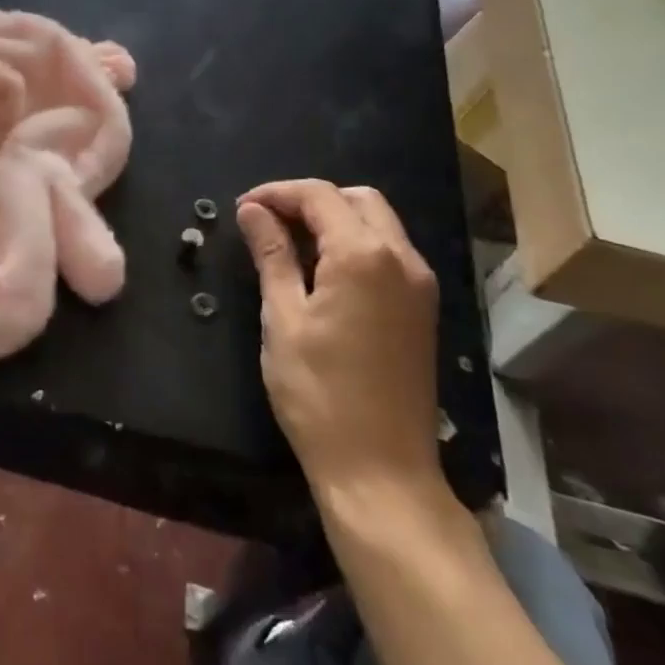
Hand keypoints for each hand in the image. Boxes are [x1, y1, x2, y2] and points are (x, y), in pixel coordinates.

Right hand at [237, 180, 443, 509]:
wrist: (381, 470)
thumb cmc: (319, 393)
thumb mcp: (283, 317)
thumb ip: (272, 255)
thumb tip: (252, 211)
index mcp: (364, 255)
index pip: (319, 195)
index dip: (277, 193)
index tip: (242, 208)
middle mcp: (402, 259)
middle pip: (356, 200)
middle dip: (309, 200)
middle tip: (266, 222)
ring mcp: (419, 285)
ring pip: (377, 223)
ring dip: (333, 219)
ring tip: (287, 244)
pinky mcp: (422, 309)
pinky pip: (388, 252)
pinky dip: (353, 244)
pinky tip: (321, 271)